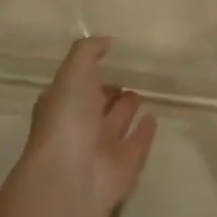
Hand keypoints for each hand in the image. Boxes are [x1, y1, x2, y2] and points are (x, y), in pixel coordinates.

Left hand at [22, 38, 158, 216]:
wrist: (72, 176)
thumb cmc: (67, 119)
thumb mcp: (72, 73)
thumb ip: (88, 52)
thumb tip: (108, 41)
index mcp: (61, 105)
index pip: (77, 86)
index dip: (90, 74)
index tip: (109, 60)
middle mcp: (79, 126)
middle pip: (96, 106)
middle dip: (109, 93)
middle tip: (129, 78)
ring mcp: (101, 148)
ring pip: (116, 124)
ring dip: (126, 110)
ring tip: (142, 93)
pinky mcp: (124, 166)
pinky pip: (136, 144)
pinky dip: (144, 132)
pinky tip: (155, 118)